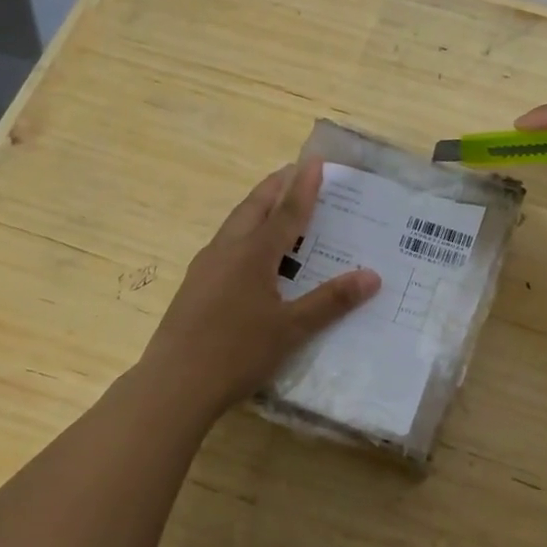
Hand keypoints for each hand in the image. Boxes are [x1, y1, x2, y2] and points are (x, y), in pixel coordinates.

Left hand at [137, 160, 380, 417]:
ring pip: (235, 224)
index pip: (286, 211)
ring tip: (275, 204)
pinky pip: (226, 244)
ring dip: (257, 207)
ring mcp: (205, 267)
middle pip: (254, 207)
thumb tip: (372, 276)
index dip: (303, 186)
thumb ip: (331, 301)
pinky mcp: (194, 285)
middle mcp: (227, 250)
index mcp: (253, 254)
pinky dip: (245, 232)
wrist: (173, 385)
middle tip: (294, 171)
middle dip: (275, 186)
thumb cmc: (237, 353)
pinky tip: (250, 252)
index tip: (314, 161)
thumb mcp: (291, 329)